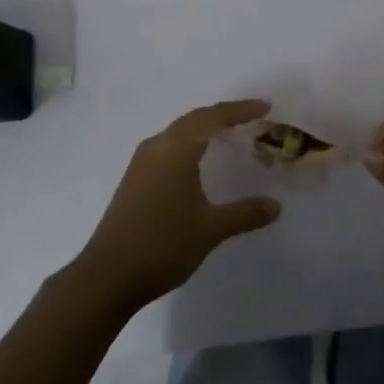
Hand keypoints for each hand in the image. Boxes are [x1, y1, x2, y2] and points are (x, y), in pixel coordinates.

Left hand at [72, 100, 281, 310]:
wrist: (108, 275)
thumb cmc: (163, 245)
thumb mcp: (210, 229)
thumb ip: (244, 213)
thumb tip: (276, 206)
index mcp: (177, 149)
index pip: (213, 117)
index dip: (240, 110)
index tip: (265, 108)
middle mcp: (158, 146)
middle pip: (195, 119)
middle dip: (223, 116)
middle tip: (250, 119)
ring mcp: (142, 162)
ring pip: (179, 132)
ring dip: (204, 129)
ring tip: (228, 135)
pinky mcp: (134, 178)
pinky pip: (168, 147)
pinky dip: (189, 144)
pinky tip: (197, 162)